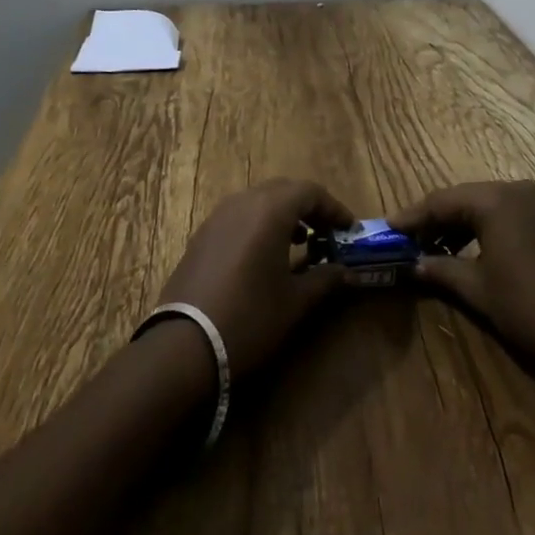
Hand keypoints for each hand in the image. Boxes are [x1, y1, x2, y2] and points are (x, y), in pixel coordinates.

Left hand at [156, 178, 353, 378]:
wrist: (185, 344)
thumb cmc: (250, 317)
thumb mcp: (295, 302)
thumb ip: (325, 279)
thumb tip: (347, 272)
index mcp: (270, 209)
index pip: (310, 192)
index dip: (334, 208)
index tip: (349, 229)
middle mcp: (244, 201)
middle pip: (284, 190)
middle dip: (309, 207)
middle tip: (327, 233)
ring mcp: (219, 216)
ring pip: (259, 200)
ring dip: (283, 214)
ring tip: (300, 243)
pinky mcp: (202, 234)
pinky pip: (239, 215)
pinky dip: (259, 224)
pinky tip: (264, 255)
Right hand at [390, 180, 534, 387]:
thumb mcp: (481, 292)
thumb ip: (444, 271)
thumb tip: (415, 264)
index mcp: (496, 200)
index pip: (441, 201)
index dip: (412, 216)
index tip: (386, 229)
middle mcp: (517, 191)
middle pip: (463, 200)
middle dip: (434, 220)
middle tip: (406, 241)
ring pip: (485, 207)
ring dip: (458, 226)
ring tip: (433, 250)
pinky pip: (507, 216)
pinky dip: (483, 231)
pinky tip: (470, 253)